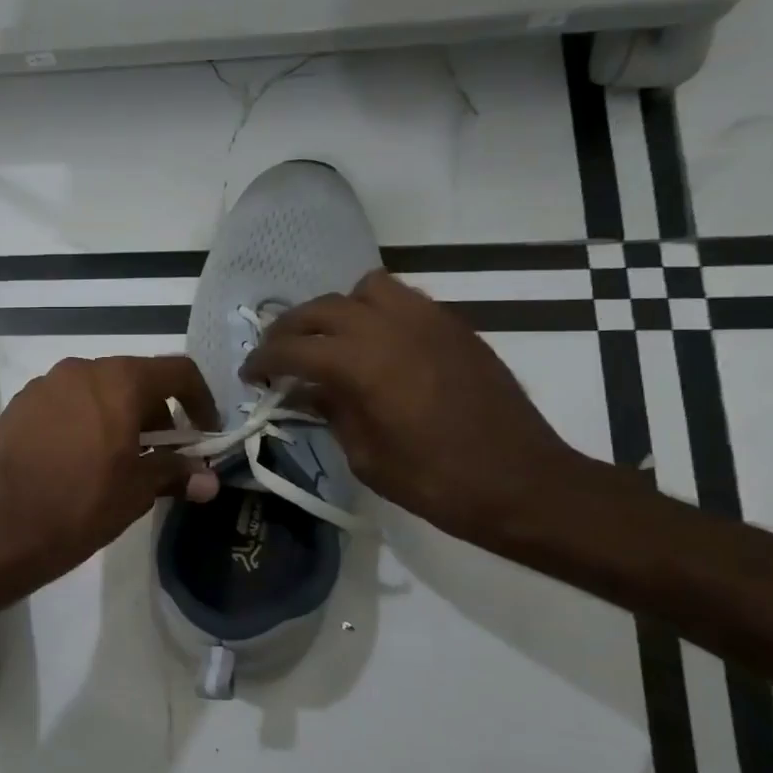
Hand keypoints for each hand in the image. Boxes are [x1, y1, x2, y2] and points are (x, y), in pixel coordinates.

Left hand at [0, 356, 220, 583]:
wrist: (3, 528)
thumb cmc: (82, 504)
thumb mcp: (138, 490)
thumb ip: (176, 473)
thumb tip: (209, 480)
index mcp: (118, 381)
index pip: (177, 371)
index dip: (200, 399)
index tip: (203, 432)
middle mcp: (80, 370)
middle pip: (133, 379)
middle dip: (155, 413)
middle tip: (161, 455)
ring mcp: (43, 385)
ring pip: (95, 390)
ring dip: (116, 416)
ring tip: (117, 459)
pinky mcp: (17, 406)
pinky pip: (63, 403)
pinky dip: (81, 421)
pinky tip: (77, 459)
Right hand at [243, 271, 592, 544]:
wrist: (522, 483)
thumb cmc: (434, 481)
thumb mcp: (365, 456)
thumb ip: (330, 411)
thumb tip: (304, 390)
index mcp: (361, 364)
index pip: (293, 347)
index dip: (263, 359)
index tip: (250, 374)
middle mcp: (390, 328)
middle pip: (321, 308)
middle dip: (290, 329)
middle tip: (278, 355)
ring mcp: (427, 320)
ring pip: (364, 289)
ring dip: (337, 310)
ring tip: (331, 341)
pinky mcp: (454, 326)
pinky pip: (404, 299)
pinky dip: (377, 312)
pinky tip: (376, 346)